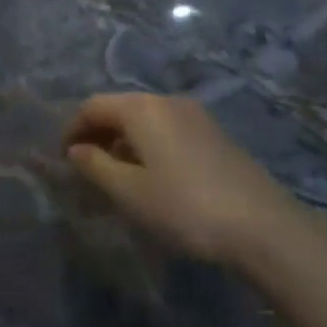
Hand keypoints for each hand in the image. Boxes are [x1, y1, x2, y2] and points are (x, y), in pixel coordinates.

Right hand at [64, 93, 302, 264]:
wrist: (263, 226)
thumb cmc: (185, 207)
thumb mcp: (129, 192)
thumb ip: (95, 166)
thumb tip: (76, 150)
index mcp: (142, 108)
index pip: (93, 106)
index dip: (72, 129)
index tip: (64, 159)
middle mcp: (167, 101)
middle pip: (120, 107)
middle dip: (98, 133)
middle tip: (86, 167)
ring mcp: (195, 115)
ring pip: (145, 118)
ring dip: (124, 140)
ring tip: (117, 175)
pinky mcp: (214, 133)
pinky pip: (168, 128)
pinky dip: (149, 144)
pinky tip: (154, 175)